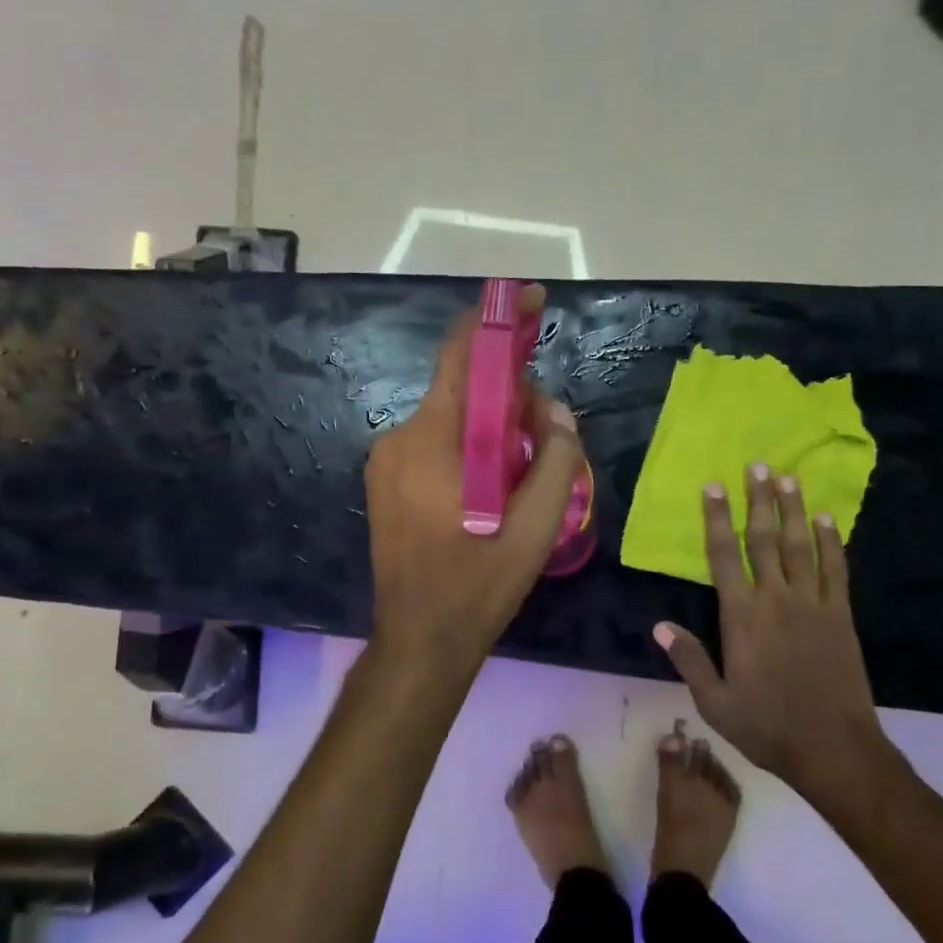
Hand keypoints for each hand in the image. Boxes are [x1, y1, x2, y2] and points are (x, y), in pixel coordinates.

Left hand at [365, 284, 581, 668]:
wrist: (420, 639)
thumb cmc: (479, 584)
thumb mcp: (538, 527)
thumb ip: (558, 460)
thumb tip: (557, 413)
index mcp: (434, 440)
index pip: (461, 355)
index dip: (497, 322)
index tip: (529, 303)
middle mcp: (401, 437)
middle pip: (463, 390)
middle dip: (509, 399)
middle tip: (546, 438)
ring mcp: (386, 461)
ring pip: (451, 420)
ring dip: (491, 431)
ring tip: (521, 478)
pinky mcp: (385, 482)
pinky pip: (434, 445)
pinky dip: (468, 450)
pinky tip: (489, 492)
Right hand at [654, 465, 899, 798]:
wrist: (833, 748)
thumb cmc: (767, 726)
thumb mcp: (715, 701)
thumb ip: (688, 659)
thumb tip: (658, 626)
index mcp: (742, 617)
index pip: (724, 556)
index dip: (716, 519)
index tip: (712, 487)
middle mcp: (777, 599)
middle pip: (765, 539)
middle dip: (758, 500)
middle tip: (756, 465)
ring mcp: (813, 604)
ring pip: (801, 546)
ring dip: (793, 509)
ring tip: (788, 477)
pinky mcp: (840, 615)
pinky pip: (835, 569)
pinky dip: (831, 541)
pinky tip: (827, 519)